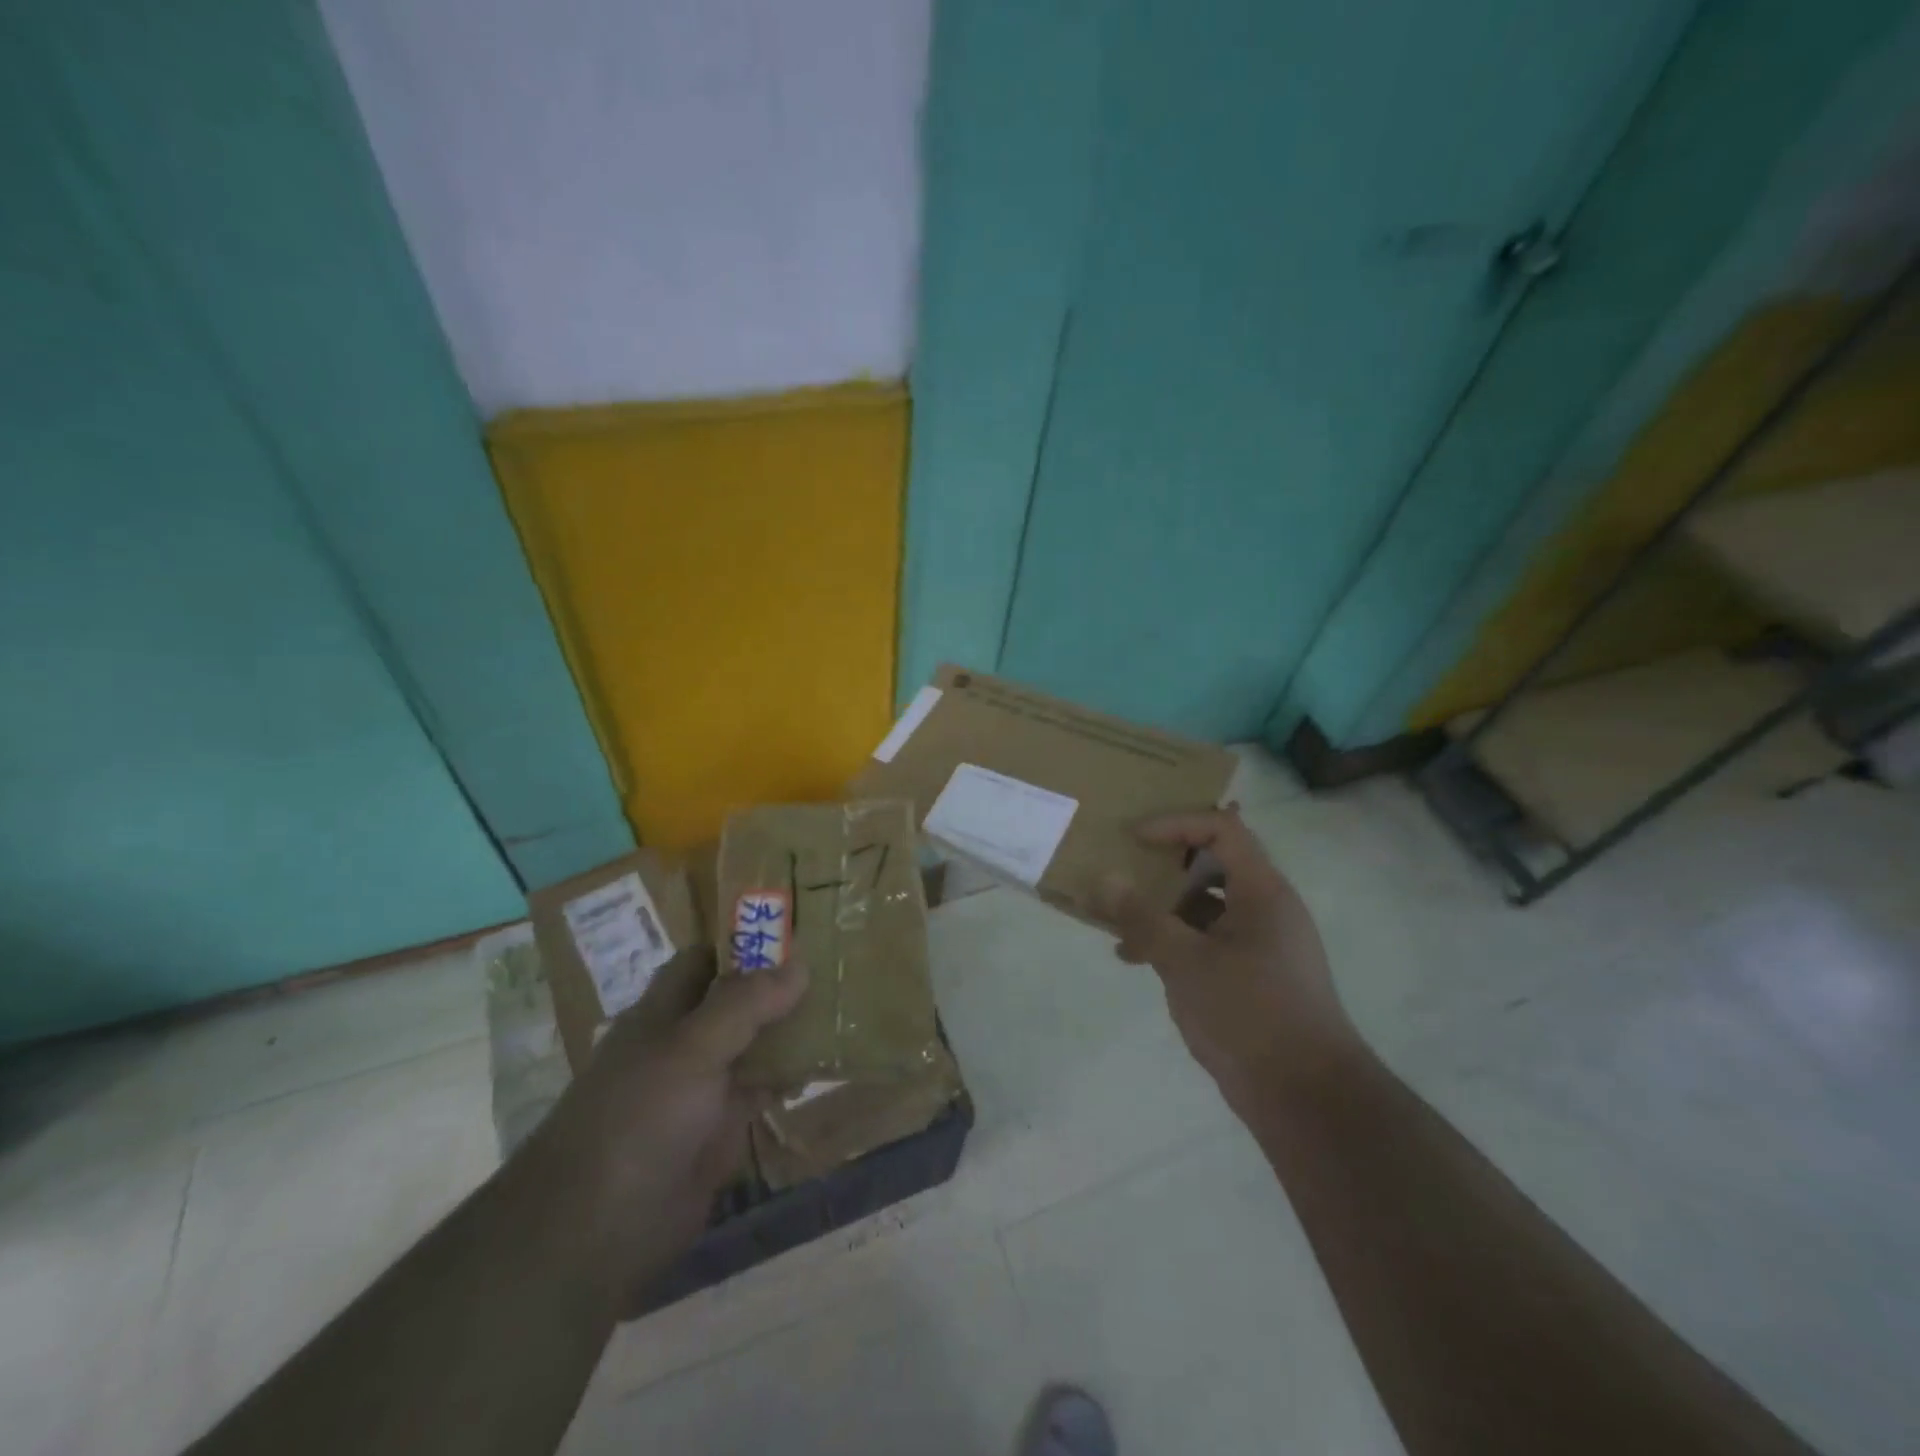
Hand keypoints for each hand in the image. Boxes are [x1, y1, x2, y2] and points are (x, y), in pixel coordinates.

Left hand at [529, 960, 807, 1310]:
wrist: (599, 1228)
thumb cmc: (639, 1116)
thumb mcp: (693, 1047)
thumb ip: (745, 1003)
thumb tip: (799, 963)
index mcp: (664, 1011)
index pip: (705, 959)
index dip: (744, 941)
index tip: (796, 928)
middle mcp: (683, 1042)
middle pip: (735, 1000)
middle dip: (778, 984)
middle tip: (836, 964)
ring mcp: (702, 1087)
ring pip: (752, 1045)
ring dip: (789, 1030)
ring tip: (843, 1006)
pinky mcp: (719, 1130)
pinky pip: (760, 1091)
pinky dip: (789, 1078)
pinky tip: (825, 1065)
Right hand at [1098, 807, 1358, 1109]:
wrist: (1306, 1097)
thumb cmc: (1249, 1013)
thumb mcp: (1185, 961)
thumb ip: (1142, 917)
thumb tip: (1105, 879)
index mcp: (1262, 891)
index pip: (1222, 828)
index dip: (1176, 825)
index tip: (1134, 841)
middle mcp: (1266, 908)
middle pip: (1212, 864)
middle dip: (1163, 869)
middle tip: (1124, 877)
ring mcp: (1261, 943)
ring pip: (1206, 905)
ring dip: (1163, 909)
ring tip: (1120, 928)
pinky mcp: (1253, 974)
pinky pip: (1208, 939)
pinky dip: (1175, 940)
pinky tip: (1139, 960)